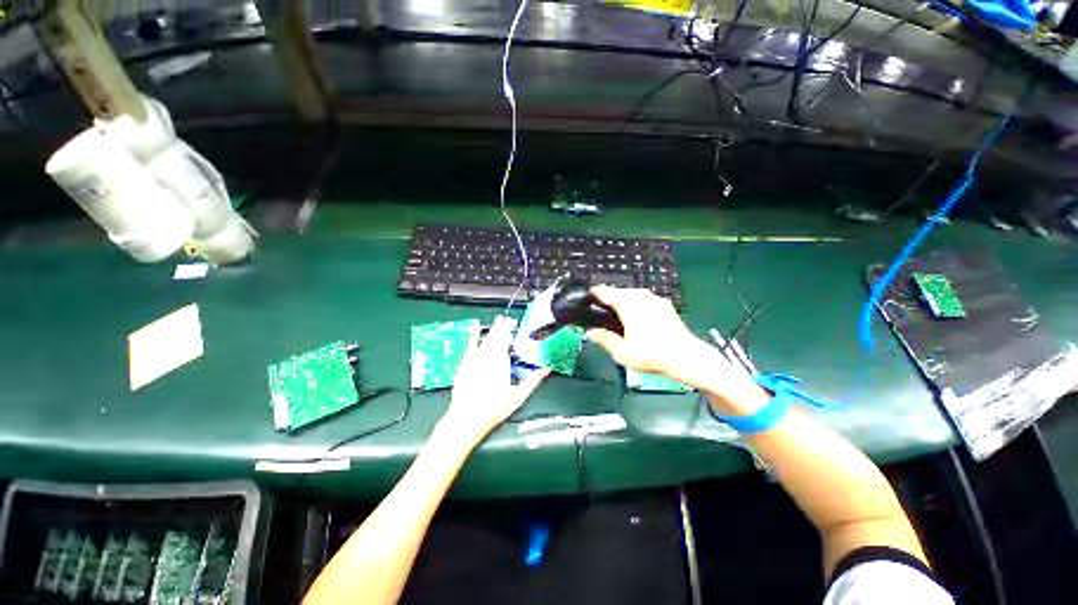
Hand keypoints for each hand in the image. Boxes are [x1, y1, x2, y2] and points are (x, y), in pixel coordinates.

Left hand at [445, 316, 549, 439]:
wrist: (466, 419)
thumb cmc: (493, 409)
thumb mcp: (518, 397)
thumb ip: (533, 381)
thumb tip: (546, 370)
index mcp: (501, 363)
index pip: (506, 339)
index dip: (509, 329)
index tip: (513, 323)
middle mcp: (487, 357)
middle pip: (495, 337)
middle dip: (501, 327)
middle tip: (507, 320)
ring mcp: (474, 360)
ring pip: (485, 339)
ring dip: (492, 330)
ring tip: (498, 322)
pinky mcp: (465, 364)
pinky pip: (470, 345)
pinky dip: (474, 335)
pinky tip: (476, 328)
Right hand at [586, 286, 746, 392]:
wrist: (687, 357)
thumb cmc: (652, 355)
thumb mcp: (622, 352)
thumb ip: (604, 339)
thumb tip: (590, 333)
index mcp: (628, 304)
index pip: (605, 291)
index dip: (594, 293)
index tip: (587, 298)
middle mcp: (641, 296)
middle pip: (619, 291)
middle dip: (608, 299)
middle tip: (600, 312)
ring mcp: (655, 299)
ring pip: (632, 294)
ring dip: (622, 301)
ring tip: (617, 315)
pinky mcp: (664, 304)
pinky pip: (644, 299)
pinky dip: (635, 304)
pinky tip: (636, 318)